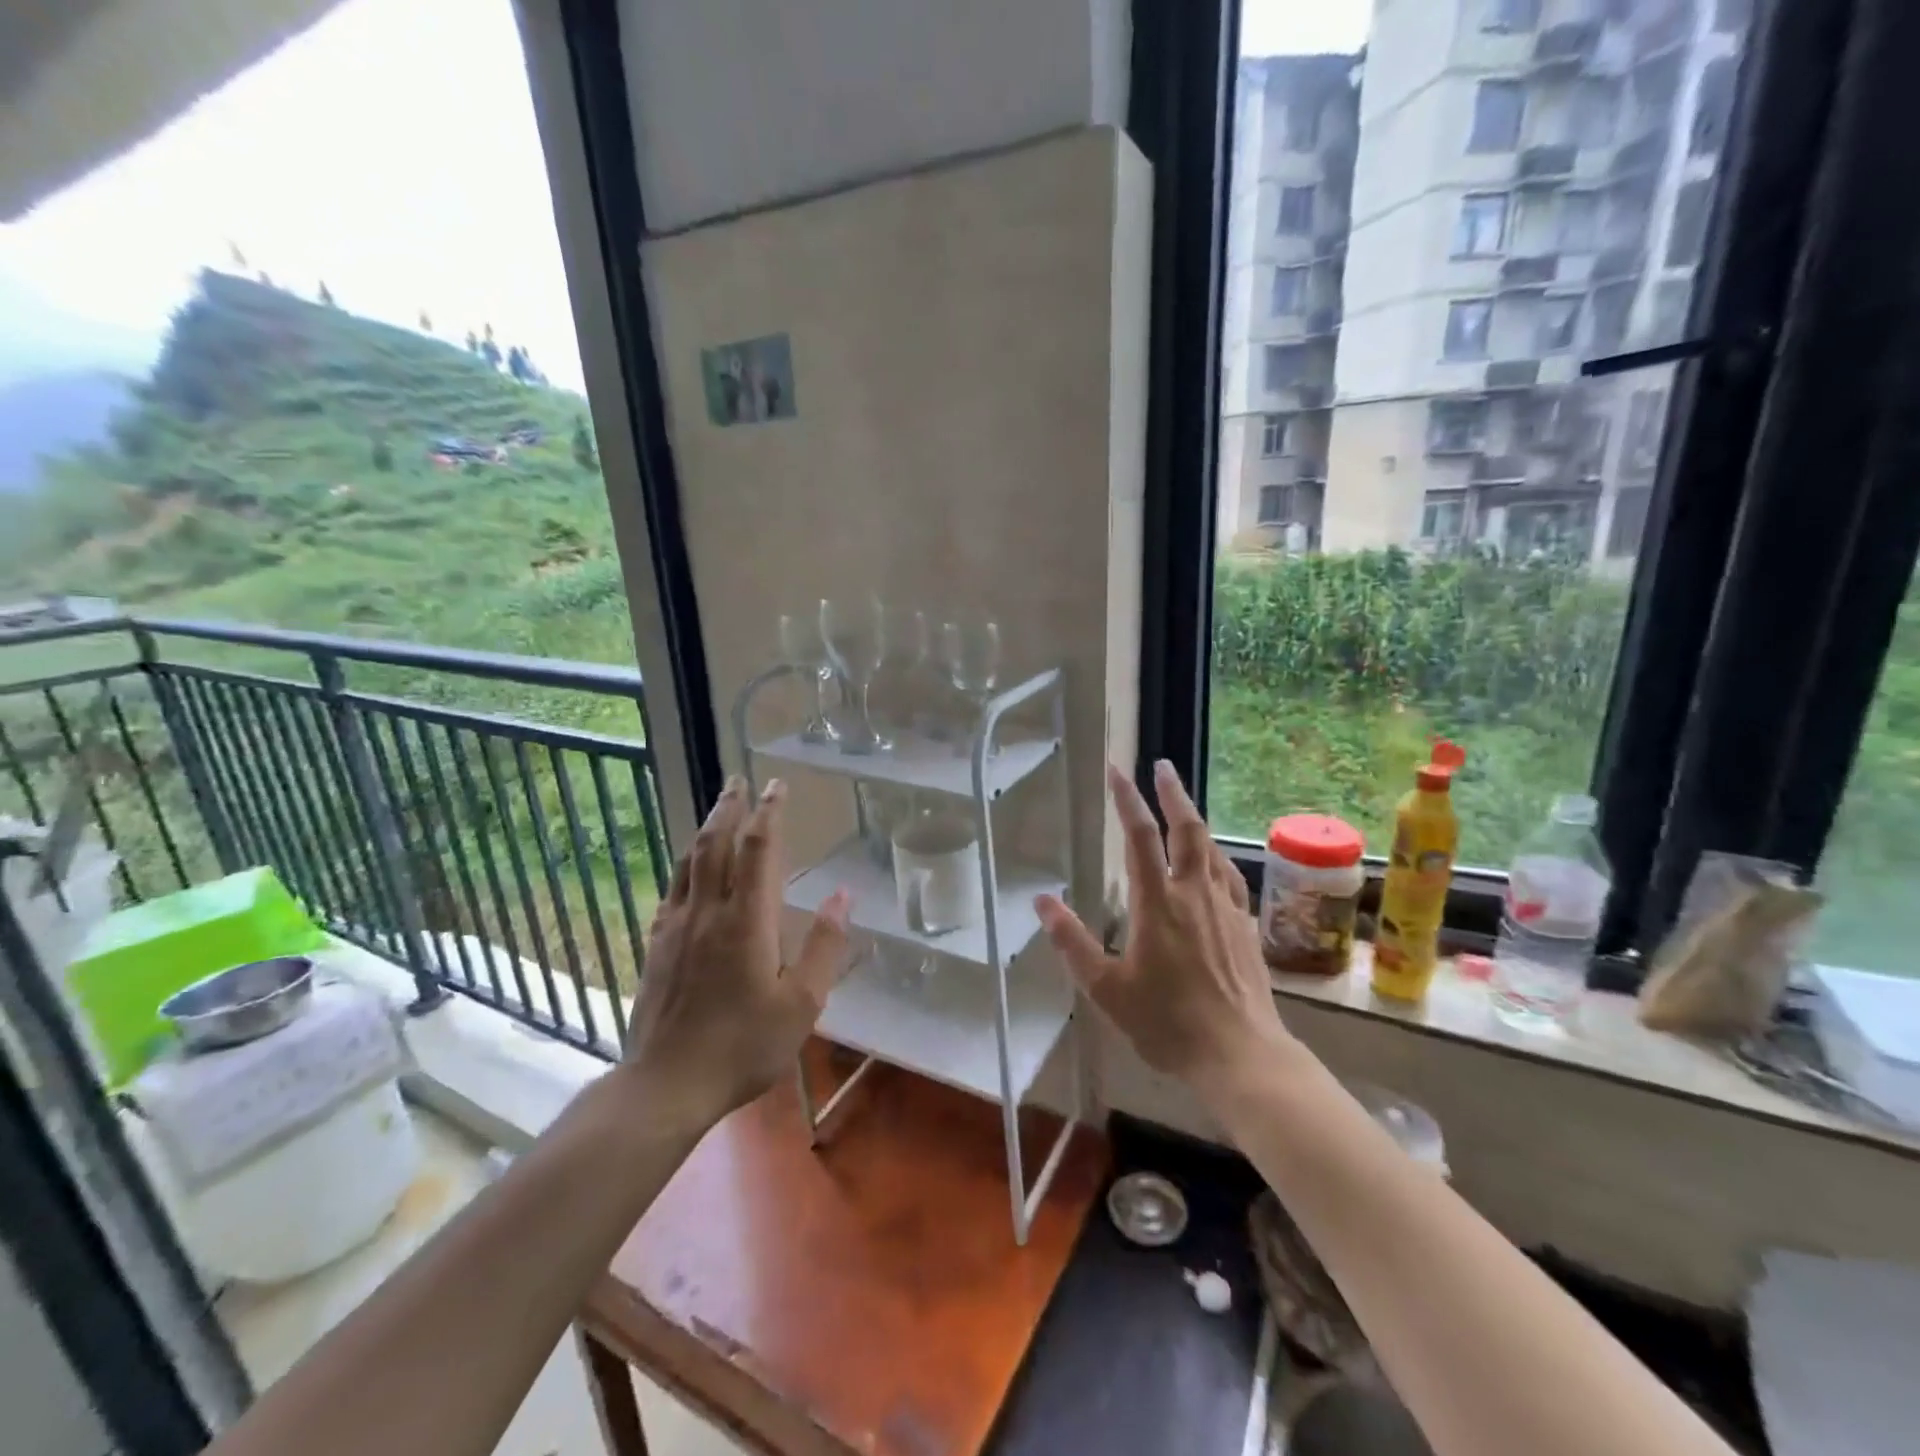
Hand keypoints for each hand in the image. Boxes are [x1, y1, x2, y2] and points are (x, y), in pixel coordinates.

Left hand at [625, 776, 850, 1127]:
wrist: (667, 1083)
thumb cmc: (744, 1045)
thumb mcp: (801, 1003)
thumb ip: (824, 945)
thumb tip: (842, 895)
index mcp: (747, 920)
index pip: (757, 849)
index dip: (769, 813)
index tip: (777, 786)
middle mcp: (708, 911)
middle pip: (716, 844)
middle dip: (730, 807)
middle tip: (739, 780)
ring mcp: (676, 926)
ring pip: (689, 862)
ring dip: (706, 829)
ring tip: (717, 809)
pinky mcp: (656, 945)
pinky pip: (672, 890)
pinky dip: (685, 866)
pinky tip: (689, 869)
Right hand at [1034, 760, 1291, 1103]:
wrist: (1240, 1055)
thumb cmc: (1167, 1022)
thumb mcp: (1106, 988)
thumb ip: (1071, 941)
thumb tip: (1041, 901)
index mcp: (1157, 903)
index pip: (1139, 837)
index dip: (1127, 799)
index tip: (1116, 771)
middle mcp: (1194, 894)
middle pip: (1187, 829)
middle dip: (1172, 793)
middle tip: (1162, 767)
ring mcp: (1225, 908)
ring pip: (1211, 849)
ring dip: (1194, 820)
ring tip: (1182, 805)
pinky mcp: (1245, 926)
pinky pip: (1230, 877)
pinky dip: (1215, 857)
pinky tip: (1212, 862)